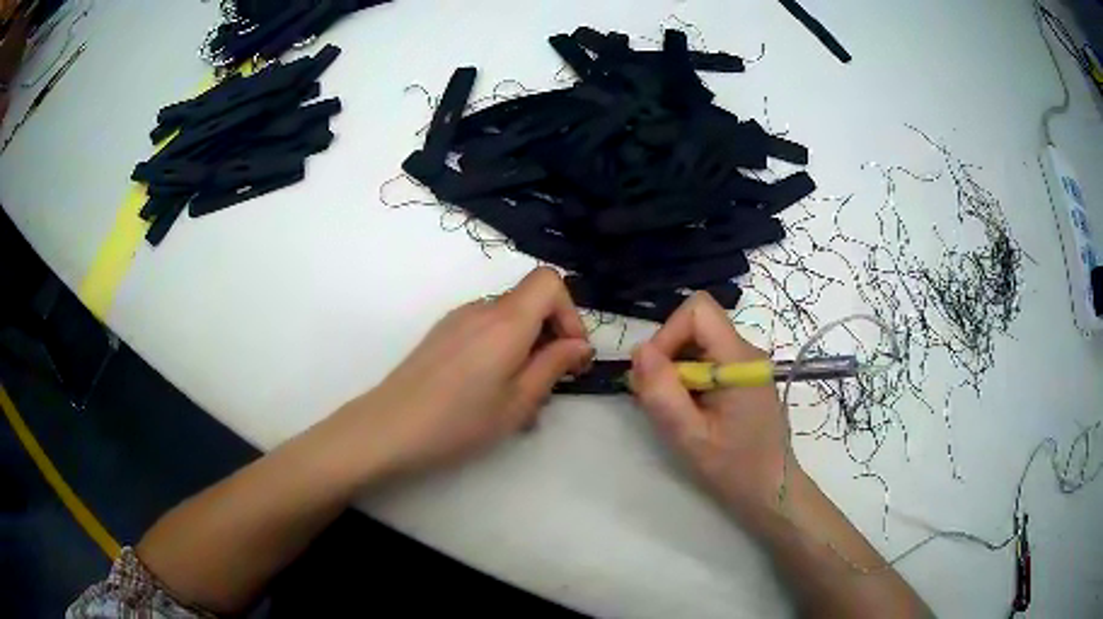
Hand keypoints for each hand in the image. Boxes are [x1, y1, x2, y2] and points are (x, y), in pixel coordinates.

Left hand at [341, 267, 591, 477]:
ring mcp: (457, 319)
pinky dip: (501, 349)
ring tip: (519, 396)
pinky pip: (485, 330)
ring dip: (526, 347)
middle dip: (551, 336)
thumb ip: (553, 365)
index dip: (570, 312)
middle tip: (551, 383)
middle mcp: (482, 308)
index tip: (570, 354)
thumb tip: (578, 345)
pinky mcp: (442, 334)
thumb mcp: (518, 402)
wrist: (389, 427)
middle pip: (530, 301)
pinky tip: (490, 390)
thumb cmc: (459, 420)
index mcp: (506, 320)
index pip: (549, 281)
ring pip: (508, 319)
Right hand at [630, 292, 797, 523]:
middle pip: (696, 325)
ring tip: (675, 411)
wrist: (771, 489)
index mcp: (739, 360)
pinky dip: (687, 379)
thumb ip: (663, 393)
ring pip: (697, 343)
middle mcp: (746, 352)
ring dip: (675, 370)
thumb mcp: (690, 436)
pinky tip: (688, 411)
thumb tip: (639, 350)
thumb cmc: (735, 467)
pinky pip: (706, 361)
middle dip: (667, 355)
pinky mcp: (742, 377)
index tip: (655, 374)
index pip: (698, 311)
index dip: (668, 333)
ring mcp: (746, 364)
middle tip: (659, 399)